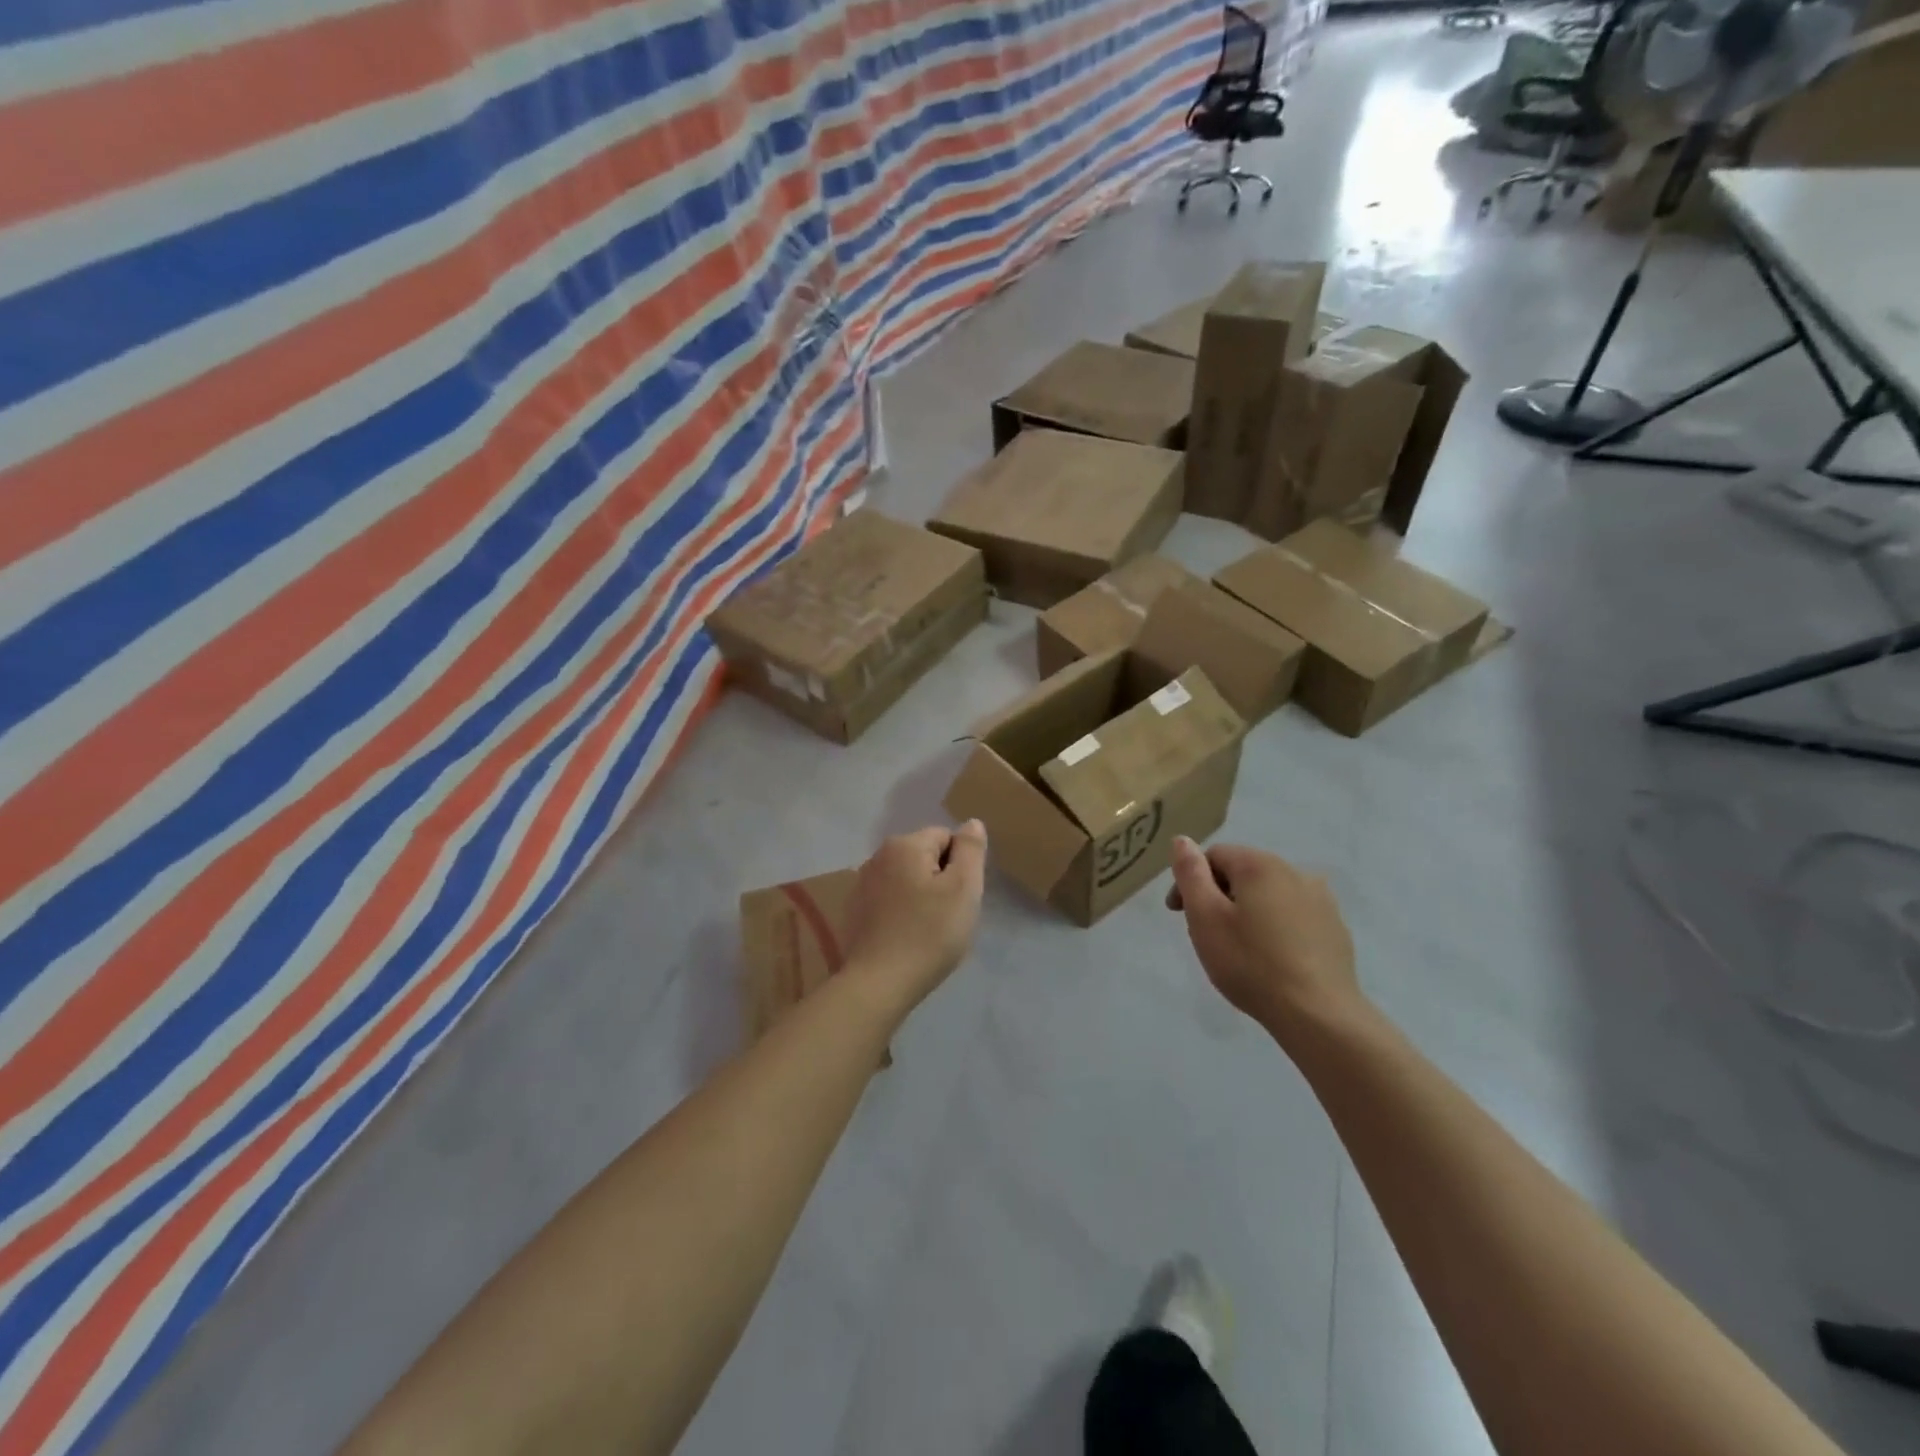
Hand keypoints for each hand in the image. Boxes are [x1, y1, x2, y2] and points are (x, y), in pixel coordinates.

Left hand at [843, 821, 987, 1008]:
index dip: (960, 866)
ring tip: (928, 931)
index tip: (960, 898)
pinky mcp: (855, 911)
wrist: (880, 983)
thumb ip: (971, 850)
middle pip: (925, 857)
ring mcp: (862, 884)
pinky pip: (891, 900)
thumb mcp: (963, 888)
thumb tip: (971, 823)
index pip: (946, 838)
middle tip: (948, 916)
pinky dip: (902, 912)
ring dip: (922, 897)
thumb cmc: (929, 933)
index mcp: (904, 845)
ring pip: (908, 880)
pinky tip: (907, 938)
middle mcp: (878, 856)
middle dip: (941, 881)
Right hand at [1166, 837, 1363, 1041]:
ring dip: (1248, 910)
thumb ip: (1191, 874)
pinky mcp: (1335, 928)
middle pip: (1243, 872)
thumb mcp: (1205, 917)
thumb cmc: (1251, 963)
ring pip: (1269, 893)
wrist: (1318, 1015)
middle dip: (1219, 896)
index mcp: (1260, 865)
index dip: (1191, 881)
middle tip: (1207, 934)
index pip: (1214, 856)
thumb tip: (1182, 840)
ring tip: (1238, 948)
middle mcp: (1295, 871)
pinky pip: (1293, 915)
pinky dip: (1275, 926)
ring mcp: (1321, 900)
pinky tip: (1271, 957)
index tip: (1179, 914)